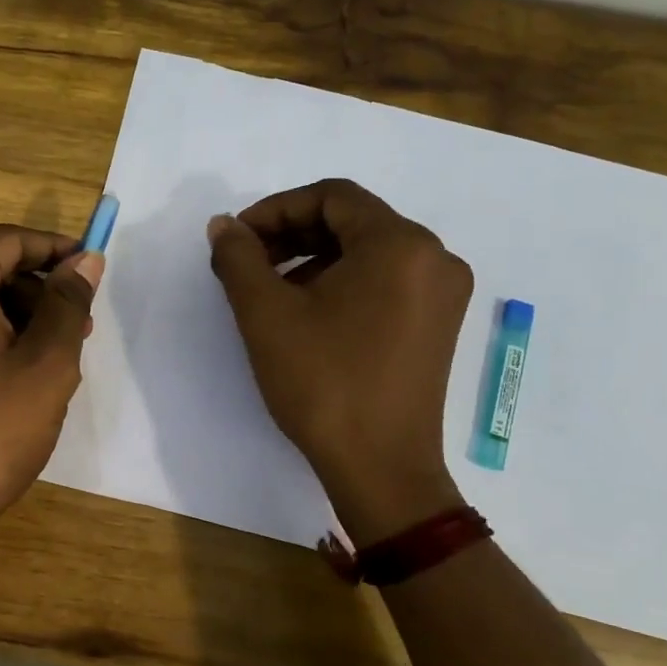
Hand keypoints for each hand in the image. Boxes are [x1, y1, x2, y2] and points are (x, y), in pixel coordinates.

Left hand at [0, 225, 101, 547]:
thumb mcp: (46, 366)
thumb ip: (68, 304)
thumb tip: (86, 261)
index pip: (7, 241)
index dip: (55, 250)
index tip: (91, 271)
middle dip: (35, 292)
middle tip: (77, 330)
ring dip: (11, 316)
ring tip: (49, 360)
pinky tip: (9, 376)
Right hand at [208, 179, 472, 545]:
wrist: (380, 469)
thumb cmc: (323, 383)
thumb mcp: (266, 314)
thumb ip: (239, 258)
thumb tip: (223, 226)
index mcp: (400, 244)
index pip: (331, 196)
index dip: (276, 209)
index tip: (237, 240)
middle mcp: (434, 257)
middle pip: (352, 221)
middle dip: (293, 234)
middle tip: (247, 262)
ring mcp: (443, 292)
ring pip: (368, 252)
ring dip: (314, 258)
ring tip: (270, 291)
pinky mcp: (439, 323)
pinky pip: (386, 280)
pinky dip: (342, 282)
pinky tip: (308, 312)